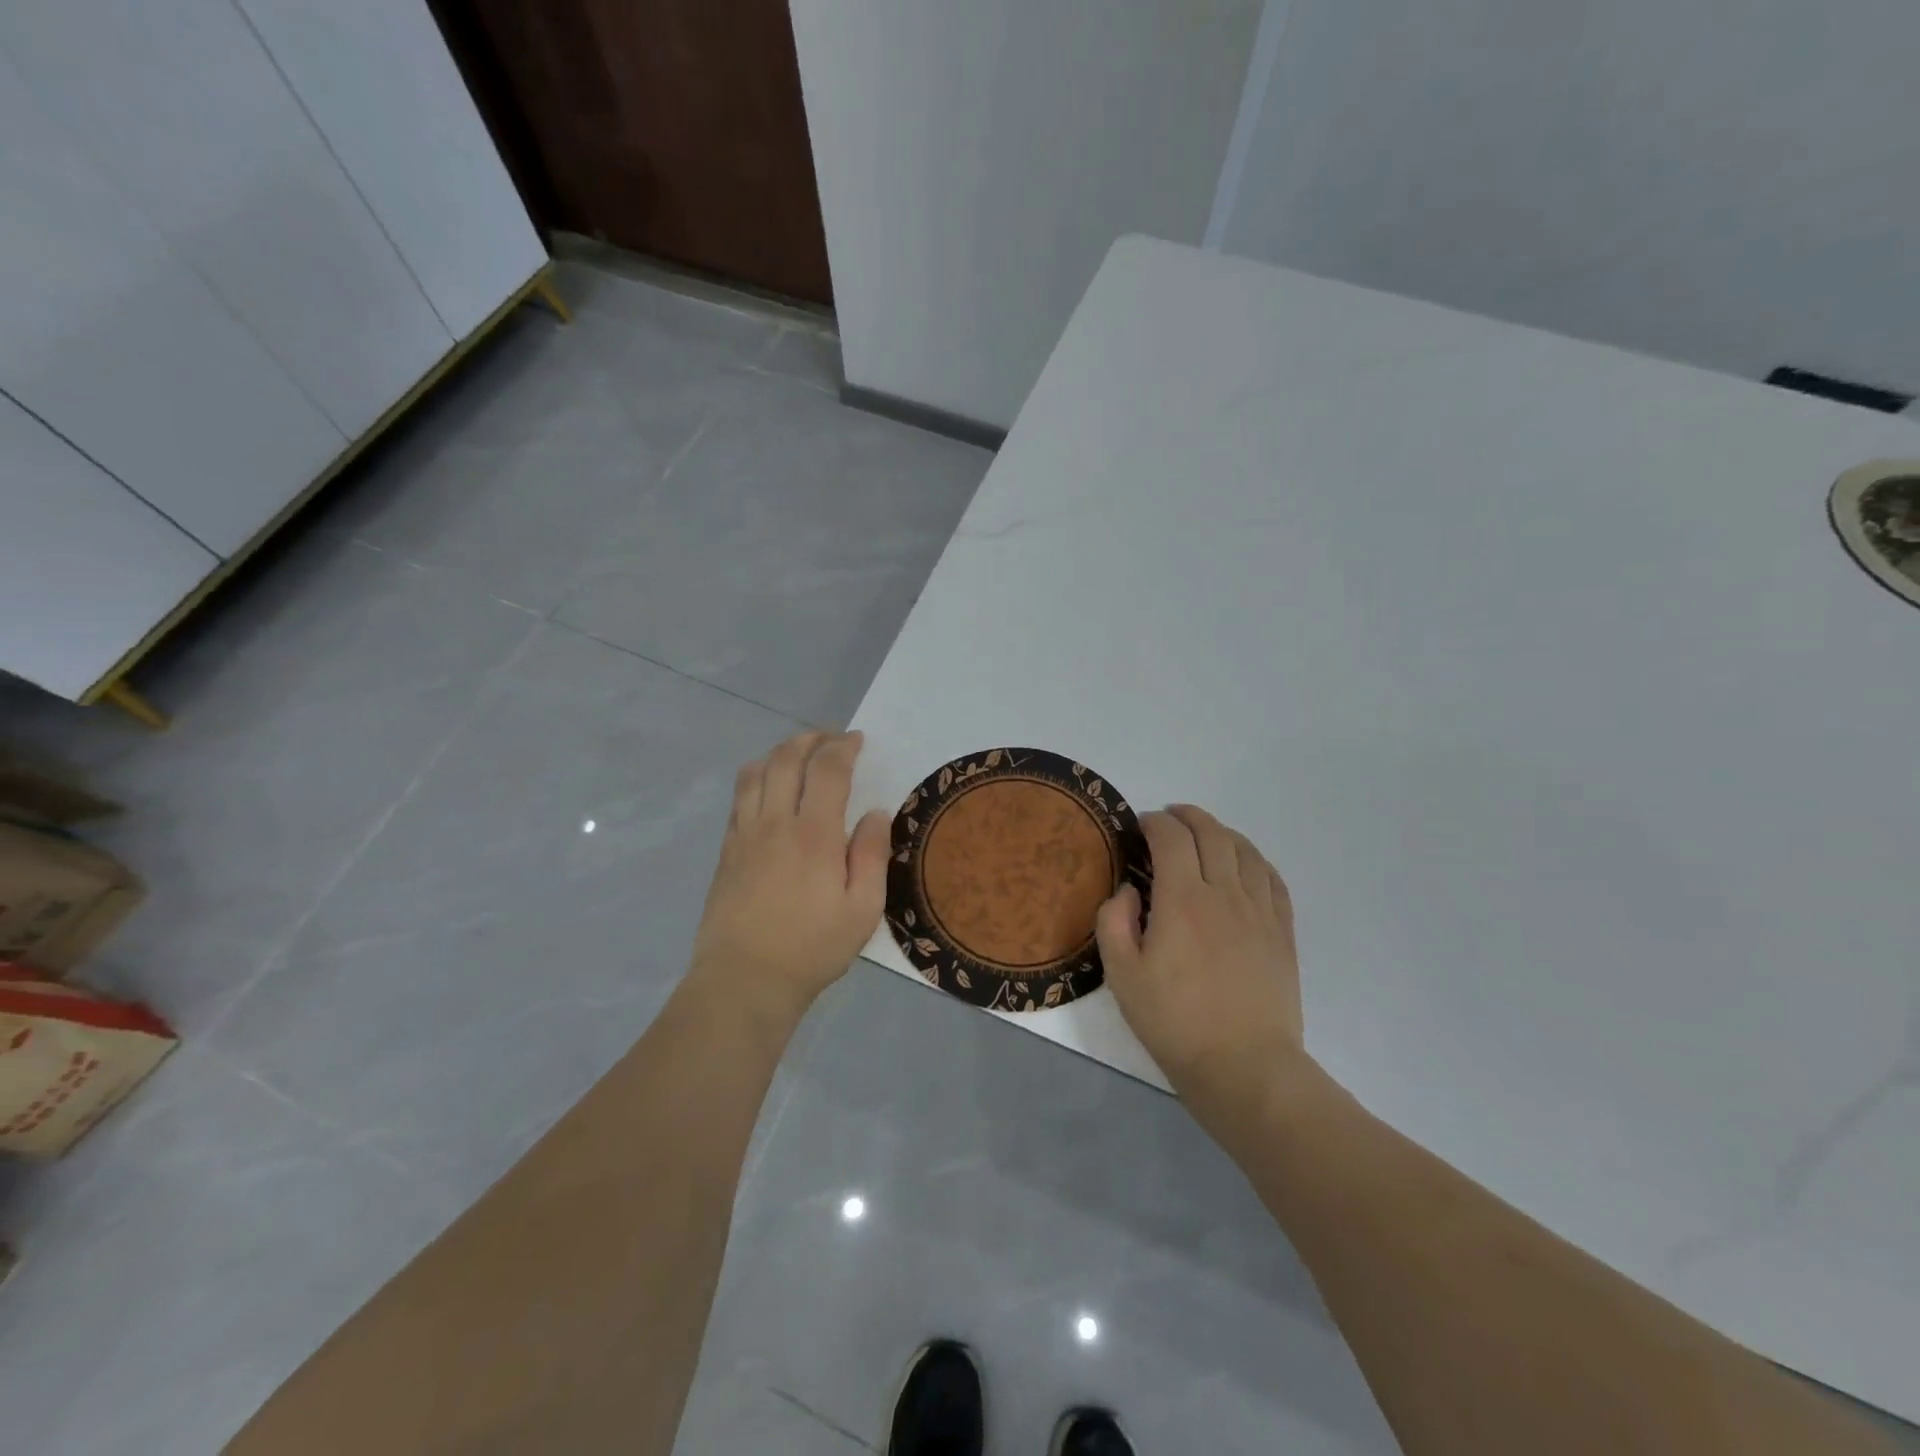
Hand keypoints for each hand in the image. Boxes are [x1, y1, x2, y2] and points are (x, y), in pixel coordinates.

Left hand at [690, 731, 889, 1019]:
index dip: (843, 747)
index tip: (857, 741)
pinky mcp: (727, 850)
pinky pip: (739, 797)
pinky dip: (757, 777)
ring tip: (798, 755)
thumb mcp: (863, 909)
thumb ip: (871, 855)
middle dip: (811, 739)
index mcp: (814, 834)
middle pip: (786, 759)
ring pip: (756, 772)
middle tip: (831, 740)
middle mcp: (775, 823)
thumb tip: (874, 813)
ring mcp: (745, 834)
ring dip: (779, 752)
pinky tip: (768, 788)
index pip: (827, 770)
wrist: (744, 980)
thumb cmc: (812, 947)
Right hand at [1095, 805, 1305, 1096]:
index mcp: (1182, 900)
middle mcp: (1224, 893)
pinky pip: (1272, 878)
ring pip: (1245, 850)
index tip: (1139, 826)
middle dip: (1187, 816)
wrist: (1244, 1066)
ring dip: (1222, 832)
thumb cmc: (1174, 1022)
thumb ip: (1114, 921)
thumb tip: (1130, 889)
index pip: (1171, 838)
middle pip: (1211, 833)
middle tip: (1169, 817)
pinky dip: (1254, 859)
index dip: (1154, 822)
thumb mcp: (1122, 975)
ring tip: (1205, 833)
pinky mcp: (1281, 931)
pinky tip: (1244, 864)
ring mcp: (1259, 911)